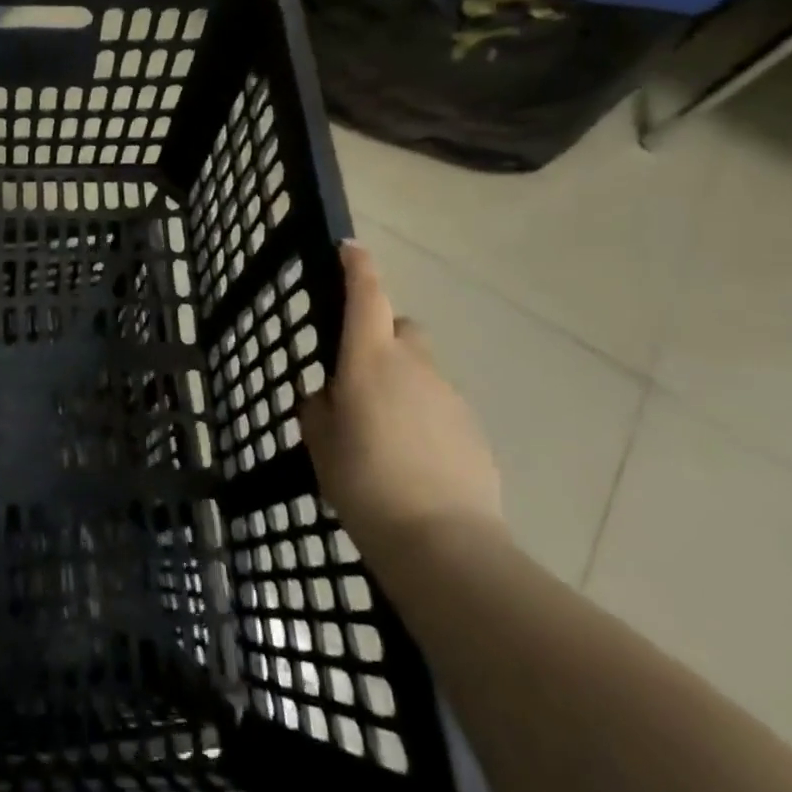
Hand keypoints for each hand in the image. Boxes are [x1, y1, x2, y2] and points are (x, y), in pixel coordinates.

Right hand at [300, 240, 502, 561]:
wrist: (443, 542)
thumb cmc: (365, 481)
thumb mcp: (320, 442)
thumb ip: (319, 408)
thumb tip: (330, 395)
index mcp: (370, 359)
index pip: (366, 295)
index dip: (358, 267)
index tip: (350, 248)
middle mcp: (414, 365)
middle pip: (401, 329)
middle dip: (381, 338)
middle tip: (358, 376)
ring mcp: (450, 396)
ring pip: (421, 371)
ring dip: (401, 383)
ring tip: (383, 432)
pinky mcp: (472, 430)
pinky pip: (439, 406)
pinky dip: (423, 417)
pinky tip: (411, 459)